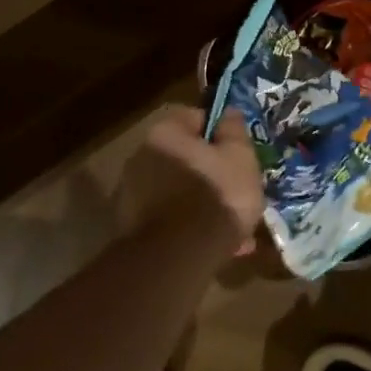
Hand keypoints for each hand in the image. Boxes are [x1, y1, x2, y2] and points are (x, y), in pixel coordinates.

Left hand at [140, 106, 265, 248]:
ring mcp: (131, 194)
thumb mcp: (240, 158)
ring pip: (178, 192)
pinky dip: (189, 229)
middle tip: (239, 193)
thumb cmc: (215, 196)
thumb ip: (234, 131)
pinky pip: (169, 220)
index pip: (194, 117)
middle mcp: (140, 157)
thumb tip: (229, 112)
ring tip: (233, 231)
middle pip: (184, 157)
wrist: (177, 258)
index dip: (220, 132)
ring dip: (202, 205)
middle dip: (211, 174)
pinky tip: (215, 248)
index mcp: (164, 133)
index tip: (238, 152)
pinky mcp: (130, 229)